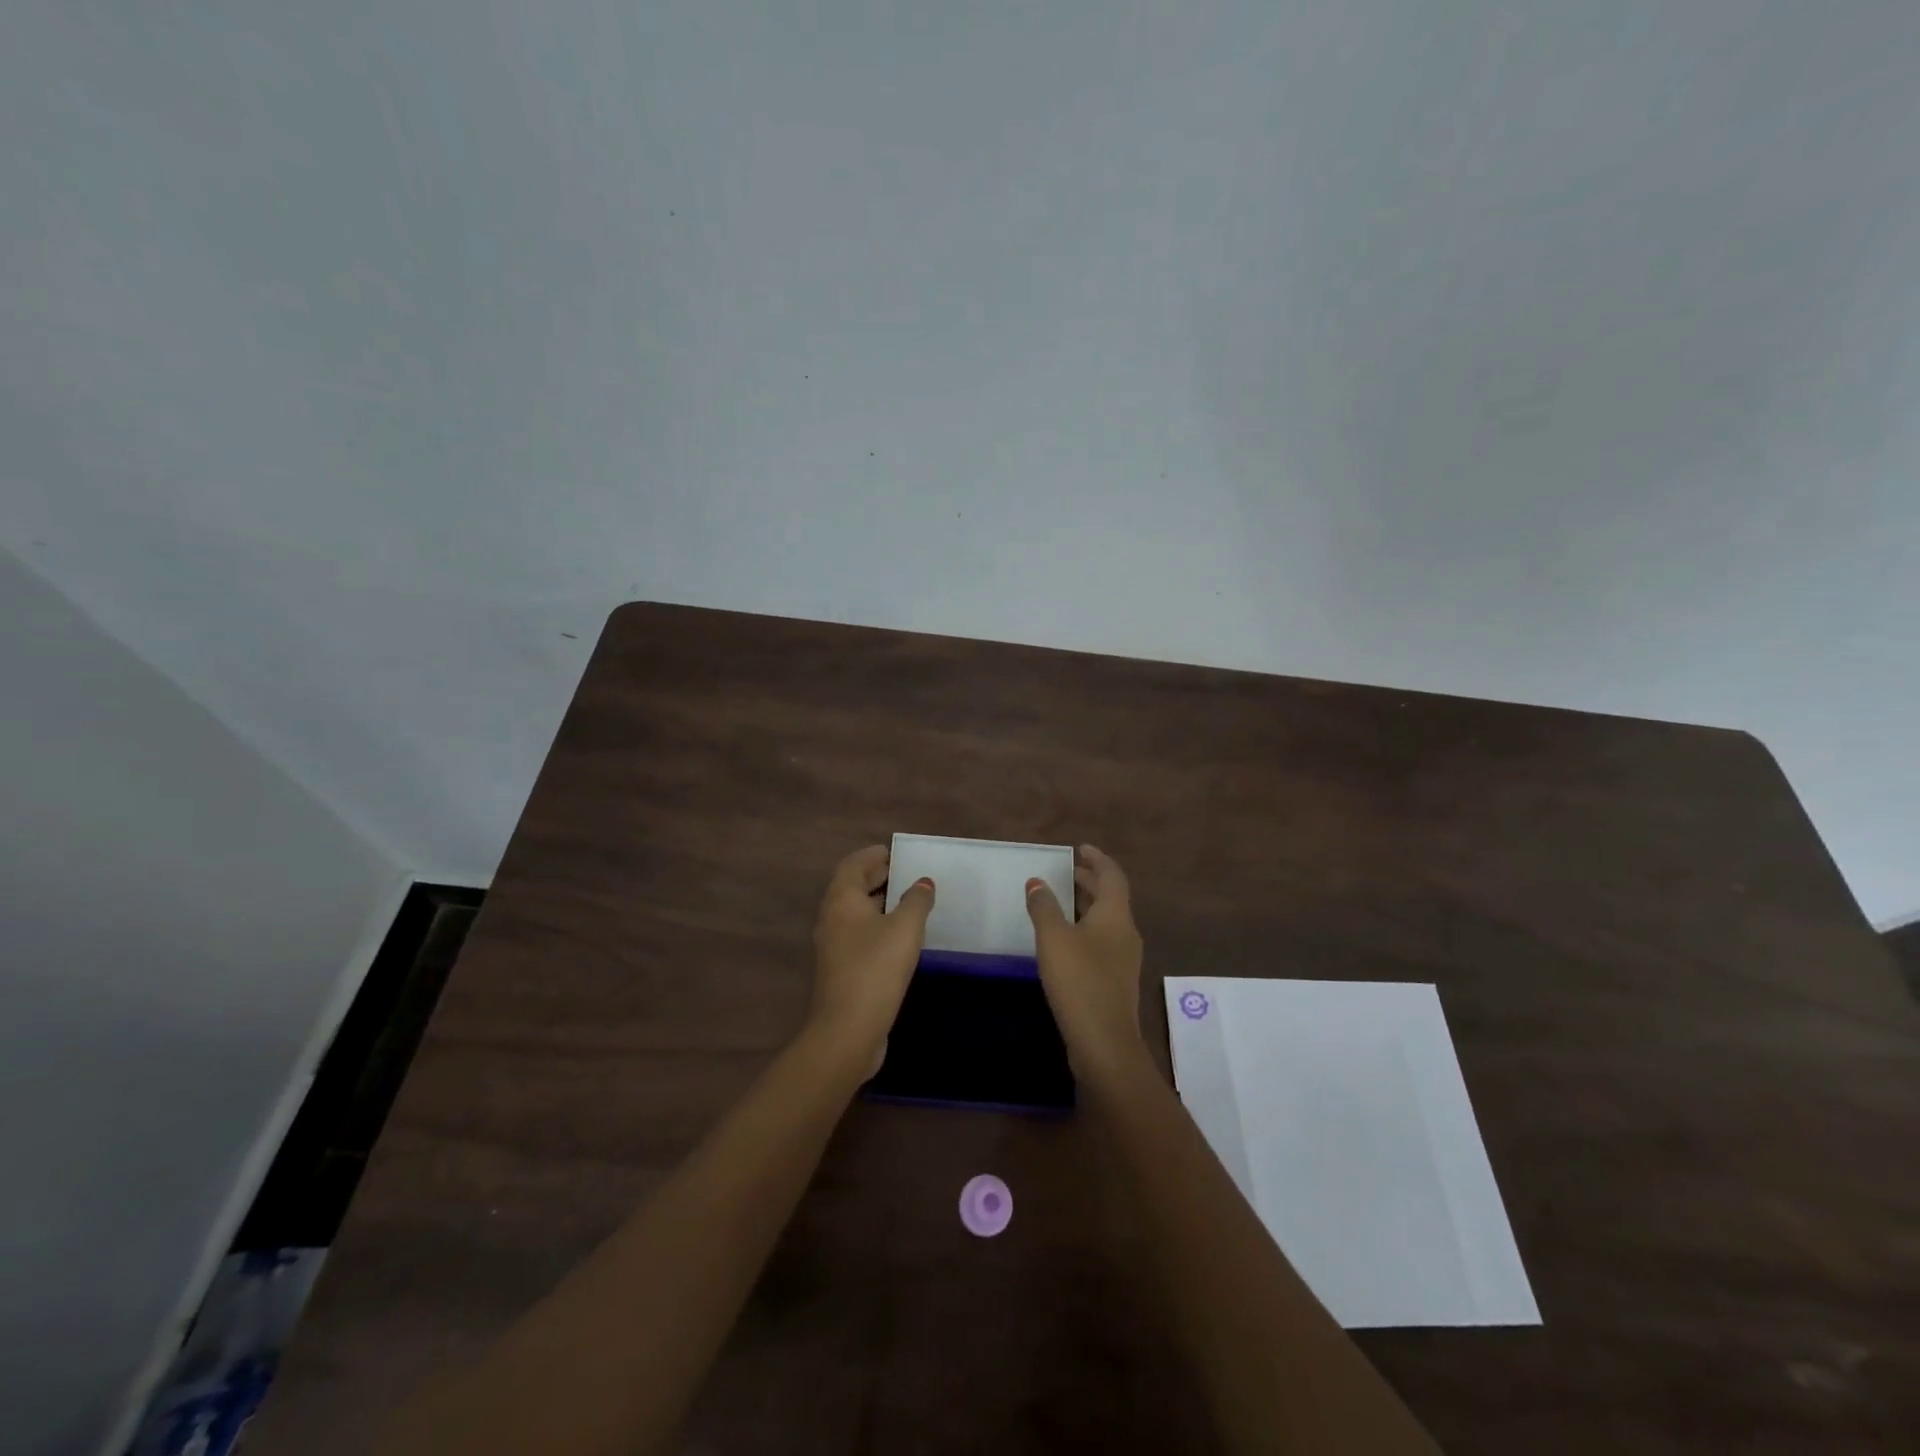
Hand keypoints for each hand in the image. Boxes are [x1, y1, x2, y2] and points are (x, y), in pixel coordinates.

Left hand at [809, 845, 935, 1072]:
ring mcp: (833, 946)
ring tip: (910, 901)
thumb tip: (923, 882)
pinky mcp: (841, 970)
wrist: (847, 1030)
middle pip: (852, 887)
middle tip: (908, 873)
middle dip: (878, 877)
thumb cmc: (876, 969)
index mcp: (842, 900)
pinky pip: (859, 935)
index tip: (898, 853)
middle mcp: (832, 918)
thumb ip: (916, 900)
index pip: (853, 864)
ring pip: (856, 913)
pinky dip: (878, 926)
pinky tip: (901, 937)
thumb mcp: (905, 928)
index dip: (874, 855)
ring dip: (880, 903)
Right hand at [1025, 844, 1145, 1081]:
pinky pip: (1101, 941)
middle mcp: (1125, 932)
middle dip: (1089, 881)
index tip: (1080, 848)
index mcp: (1115, 915)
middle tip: (1066, 871)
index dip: (1097, 859)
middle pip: (1111, 897)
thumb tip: (1036, 881)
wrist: (1104, 1043)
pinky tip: (1065, 940)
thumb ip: (1044, 907)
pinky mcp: (1115, 980)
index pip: (1112, 875)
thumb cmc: (1080, 982)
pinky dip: (1085, 928)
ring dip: (1086, 906)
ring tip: (1061, 900)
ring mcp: (1123, 959)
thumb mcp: (1054, 939)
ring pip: (1106, 921)